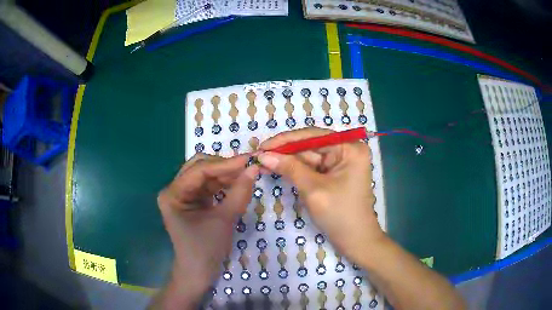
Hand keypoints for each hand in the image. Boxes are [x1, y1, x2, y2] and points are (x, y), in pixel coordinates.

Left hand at [156, 154, 257, 308]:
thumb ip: (239, 193)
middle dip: (224, 166)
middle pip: (199, 167)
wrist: (198, 273)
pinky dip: (223, 184)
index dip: (225, 164)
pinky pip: (208, 186)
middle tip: (247, 166)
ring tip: (246, 173)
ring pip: (205, 175)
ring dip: (225, 174)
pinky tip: (237, 183)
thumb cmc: (206, 250)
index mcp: (172, 194)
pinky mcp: (192, 201)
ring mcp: (182, 195)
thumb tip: (254, 168)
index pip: (199, 170)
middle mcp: (174, 190)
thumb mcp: (224, 220)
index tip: (249, 160)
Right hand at [258, 127, 383, 260]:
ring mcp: (341, 162)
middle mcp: (347, 150)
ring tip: (263, 163)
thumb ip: (289, 168)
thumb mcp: (313, 190)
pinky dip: (295, 170)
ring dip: (287, 161)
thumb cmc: (339, 215)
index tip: (263, 146)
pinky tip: (277, 169)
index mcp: (350, 148)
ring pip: (309, 157)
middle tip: (259, 156)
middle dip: (285, 152)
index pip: (313, 136)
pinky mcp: (334, 174)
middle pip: (310, 145)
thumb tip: (264, 156)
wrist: (355, 240)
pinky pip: (312, 168)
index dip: (286, 140)